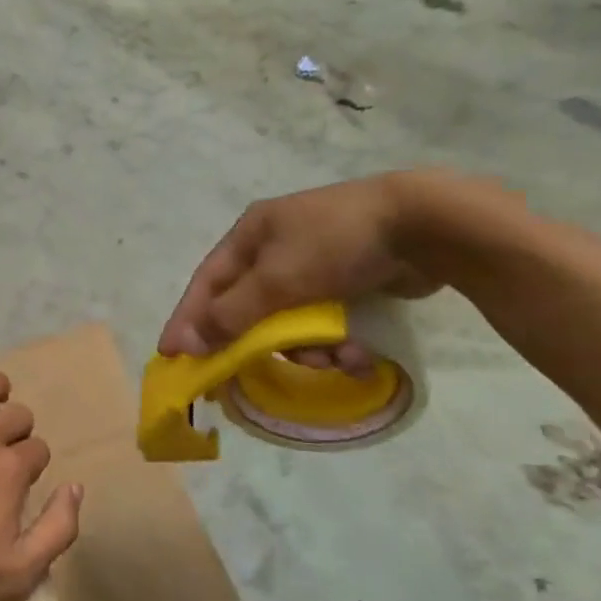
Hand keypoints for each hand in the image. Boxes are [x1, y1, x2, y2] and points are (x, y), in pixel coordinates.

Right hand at [158, 174, 445, 362]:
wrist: (427, 224)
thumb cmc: (337, 244)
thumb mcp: (277, 280)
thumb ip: (231, 314)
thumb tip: (188, 343)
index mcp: (251, 234)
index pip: (207, 284)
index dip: (188, 319)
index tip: (172, 355)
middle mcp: (276, 247)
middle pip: (248, 307)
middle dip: (261, 342)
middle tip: (253, 376)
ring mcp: (314, 264)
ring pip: (290, 321)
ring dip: (308, 348)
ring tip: (335, 359)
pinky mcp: (349, 281)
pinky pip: (326, 322)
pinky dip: (337, 342)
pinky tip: (358, 355)